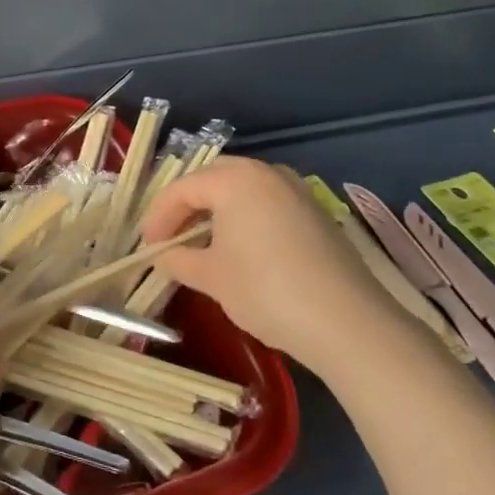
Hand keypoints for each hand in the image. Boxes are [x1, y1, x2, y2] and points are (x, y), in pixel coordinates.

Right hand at [141, 157, 405, 369]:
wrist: (348, 322)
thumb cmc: (266, 290)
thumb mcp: (211, 277)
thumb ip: (178, 259)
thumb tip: (161, 254)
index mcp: (234, 178)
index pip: (182, 188)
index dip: (158, 216)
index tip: (147, 245)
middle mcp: (265, 172)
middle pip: (212, 178)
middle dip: (187, 205)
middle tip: (171, 236)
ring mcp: (295, 189)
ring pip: (242, 188)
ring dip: (217, 210)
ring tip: (203, 242)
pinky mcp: (315, 212)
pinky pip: (267, 202)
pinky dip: (245, 217)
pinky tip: (241, 248)